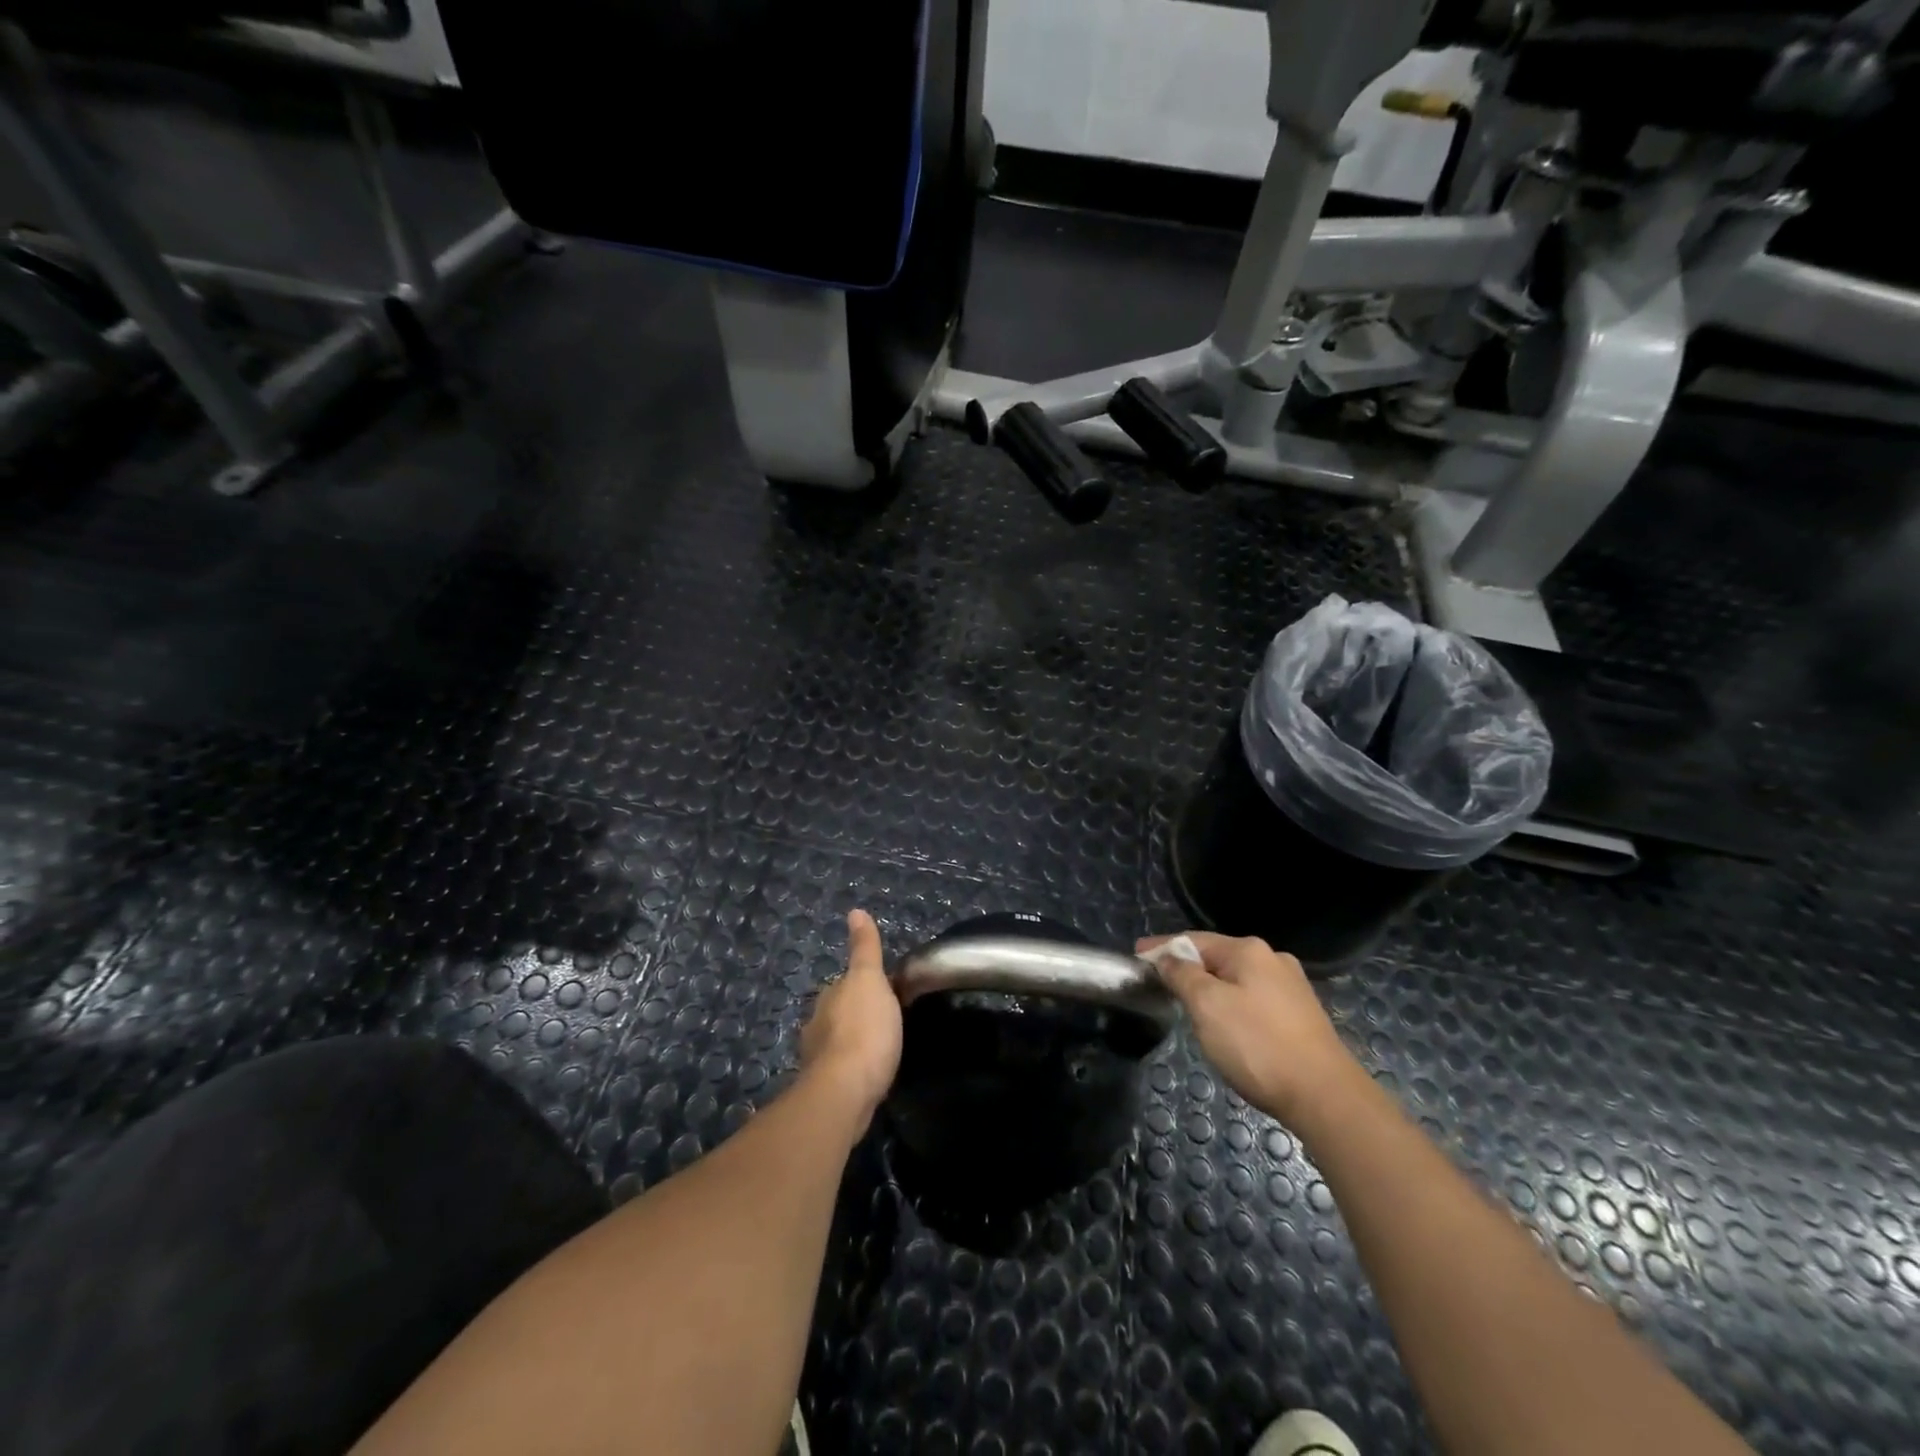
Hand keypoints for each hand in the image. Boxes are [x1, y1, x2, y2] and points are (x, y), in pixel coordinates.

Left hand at [800, 910, 902, 1125]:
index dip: (864, 985)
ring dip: (852, 1043)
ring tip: (878, 1050)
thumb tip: (855, 911)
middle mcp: (817, 1024)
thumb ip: (864, 949)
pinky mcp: (826, 1089)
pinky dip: (851, 1069)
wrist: (845, 1091)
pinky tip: (867, 1076)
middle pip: (838, 1012)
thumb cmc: (864, 1030)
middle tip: (884, 1020)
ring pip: (837, 1042)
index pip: (845, 983)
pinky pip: (841, 1070)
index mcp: (829, 996)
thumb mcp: (870, 980)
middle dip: (855, 1014)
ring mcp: (818, 1059)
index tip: (884, 991)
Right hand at [1138, 931, 1357, 1126]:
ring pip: (1236, 980)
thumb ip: (1182, 975)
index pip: (1193, 940)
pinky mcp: (1301, 1016)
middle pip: (1216, 957)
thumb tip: (1167, 957)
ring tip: (1187, 1005)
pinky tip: (1225, 1024)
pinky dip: (1231, 1005)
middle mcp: (1273, 960)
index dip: (1162, 947)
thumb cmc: (1257, 1045)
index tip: (1136, 956)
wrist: (1326, 1097)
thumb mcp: (1207, 1006)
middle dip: (1186, 968)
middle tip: (1159, 983)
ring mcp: (1291, 988)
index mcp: (1249, 950)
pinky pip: (1253, 1000)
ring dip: (1209, 988)